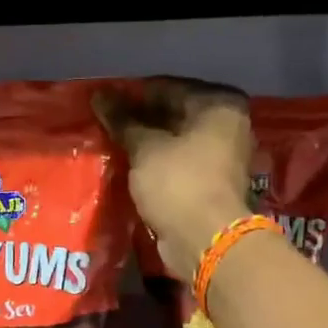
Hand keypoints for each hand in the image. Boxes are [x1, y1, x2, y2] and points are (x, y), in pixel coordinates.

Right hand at [96, 79, 253, 280]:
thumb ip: (122, 121)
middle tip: (105, 122)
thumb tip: (99, 96)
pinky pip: (178, 164)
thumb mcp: (145, 148)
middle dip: (141, 119)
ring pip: (176, 141)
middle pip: (175, 114)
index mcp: (220, 105)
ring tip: (113, 142)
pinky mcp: (211, 184)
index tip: (104, 101)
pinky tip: (130, 165)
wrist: (206, 240)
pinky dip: (157, 164)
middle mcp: (227, 126)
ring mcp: (222, 157)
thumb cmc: (178, 183)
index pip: (168, 87)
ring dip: (147, 143)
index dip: (133, 94)